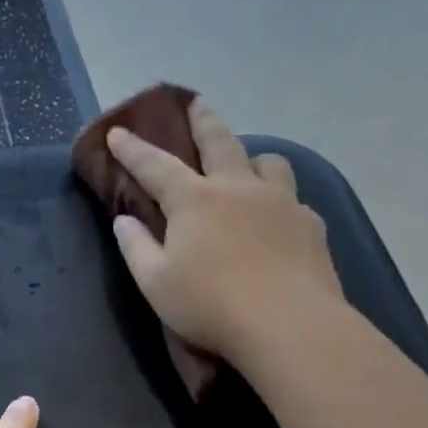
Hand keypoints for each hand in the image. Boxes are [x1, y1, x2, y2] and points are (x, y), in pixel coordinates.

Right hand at [108, 98, 343, 363]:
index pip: (155, 166)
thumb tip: (124, 221)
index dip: (133, 149)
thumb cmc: (209, 306)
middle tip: (196, 103)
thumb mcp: (155, 284)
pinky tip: (277, 219)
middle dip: (203, 120)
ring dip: (252, 158)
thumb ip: (136, 248)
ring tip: (246, 166)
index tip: (117, 132)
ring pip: (268, 162)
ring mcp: (281, 203)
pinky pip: (293, 199)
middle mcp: (238, 188)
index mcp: (194, 201)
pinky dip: (279, 200)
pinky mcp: (310, 225)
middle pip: (220, 141)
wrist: (287, 324)